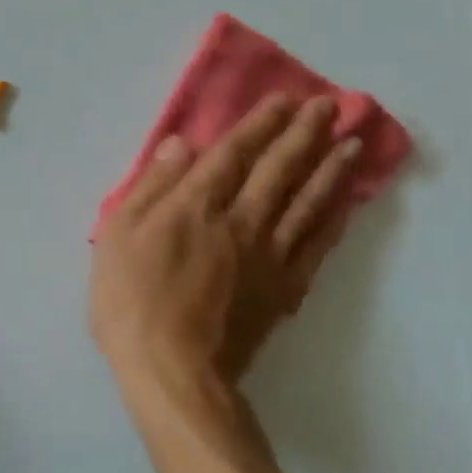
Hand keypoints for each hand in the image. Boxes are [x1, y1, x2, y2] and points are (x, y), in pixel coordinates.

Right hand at [90, 95, 363, 400]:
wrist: (174, 372)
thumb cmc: (132, 302)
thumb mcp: (118, 237)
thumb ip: (151, 187)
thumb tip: (180, 144)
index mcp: (196, 205)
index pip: (233, 153)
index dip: (259, 124)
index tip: (284, 99)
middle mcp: (240, 221)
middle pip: (278, 169)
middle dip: (303, 134)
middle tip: (329, 106)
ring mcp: (268, 256)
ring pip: (306, 202)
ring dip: (330, 169)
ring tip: (353, 142)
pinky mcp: (283, 289)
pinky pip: (315, 247)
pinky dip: (333, 221)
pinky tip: (346, 205)